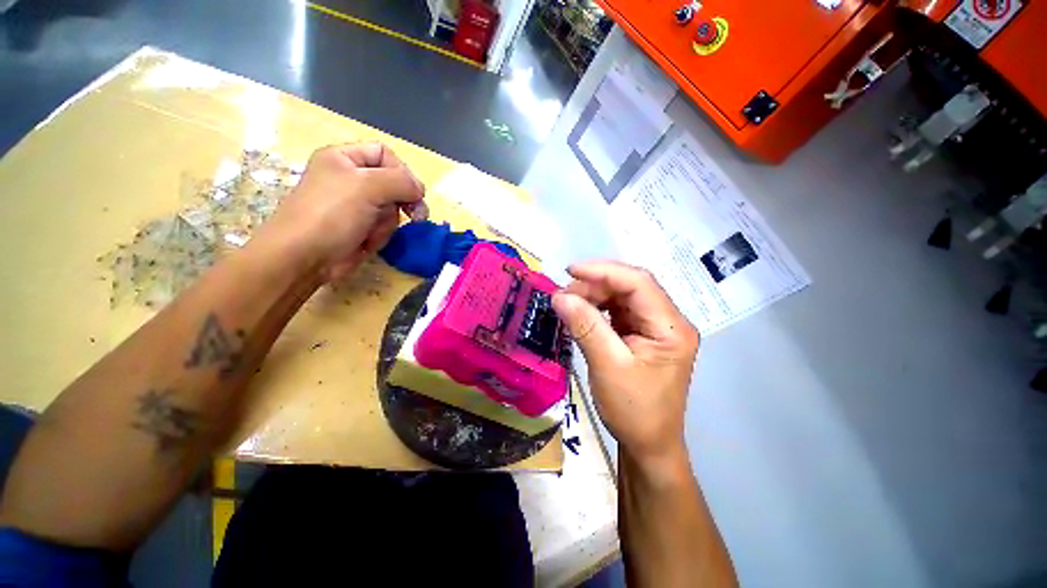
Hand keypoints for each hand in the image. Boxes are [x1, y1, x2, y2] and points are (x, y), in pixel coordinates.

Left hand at [263, 142, 428, 281]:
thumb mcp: (367, 186)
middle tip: (415, 216)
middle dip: (399, 202)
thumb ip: (401, 181)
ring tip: (371, 231)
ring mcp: (356, 206)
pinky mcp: (360, 228)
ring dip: (387, 222)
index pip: (384, 154)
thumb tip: (420, 191)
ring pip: (392, 208)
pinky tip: (367, 241)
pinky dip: (380, 234)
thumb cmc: (332, 214)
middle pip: (392, 184)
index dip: (402, 171)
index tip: (414, 193)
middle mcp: (350, 178)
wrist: (305, 257)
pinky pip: (384, 226)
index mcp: (344, 158)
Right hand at [552, 262, 698, 467]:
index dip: (604, 271)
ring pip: (622, 297)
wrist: (648, 444)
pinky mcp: (642, 335)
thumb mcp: (607, 366)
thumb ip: (585, 327)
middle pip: (630, 287)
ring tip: (568, 303)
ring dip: (593, 296)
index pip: (639, 283)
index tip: (570, 271)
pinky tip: (580, 313)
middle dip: (595, 285)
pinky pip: (618, 311)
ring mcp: (655, 327)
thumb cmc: (634, 411)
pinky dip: (597, 308)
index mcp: (671, 328)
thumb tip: (559, 296)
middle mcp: (668, 321)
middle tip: (563, 295)